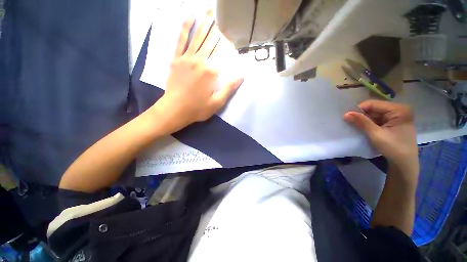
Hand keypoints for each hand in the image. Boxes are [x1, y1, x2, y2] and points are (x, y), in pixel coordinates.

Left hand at [151, 11, 243, 134]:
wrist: (175, 109)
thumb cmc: (198, 108)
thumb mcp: (218, 102)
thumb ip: (229, 88)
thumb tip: (242, 75)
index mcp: (212, 71)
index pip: (223, 53)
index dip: (228, 42)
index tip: (233, 33)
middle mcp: (200, 60)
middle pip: (211, 40)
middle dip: (217, 26)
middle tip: (222, 13)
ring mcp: (187, 58)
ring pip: (198, 36)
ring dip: (204, 22)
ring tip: (209, 10)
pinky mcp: (176, 60)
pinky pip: (181, 40)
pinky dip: (185, 28)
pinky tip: (189, 18)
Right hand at [344, 100, 418, 176]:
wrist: (404, 163)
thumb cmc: (394, 148)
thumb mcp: (376, 135)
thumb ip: (361, 122)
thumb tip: (345, 114)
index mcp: (398, 110)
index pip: (373, 104)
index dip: (358, 110)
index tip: (347, 118)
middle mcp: (398, 109)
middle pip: (373, 108)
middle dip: (361, 115)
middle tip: (350, 123)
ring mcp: (396, 116)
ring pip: (374, 114)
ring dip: (364, 120)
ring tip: (355, 127)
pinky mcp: (393, 122)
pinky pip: (377, 119)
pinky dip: (369, 123)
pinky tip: (363, 129)